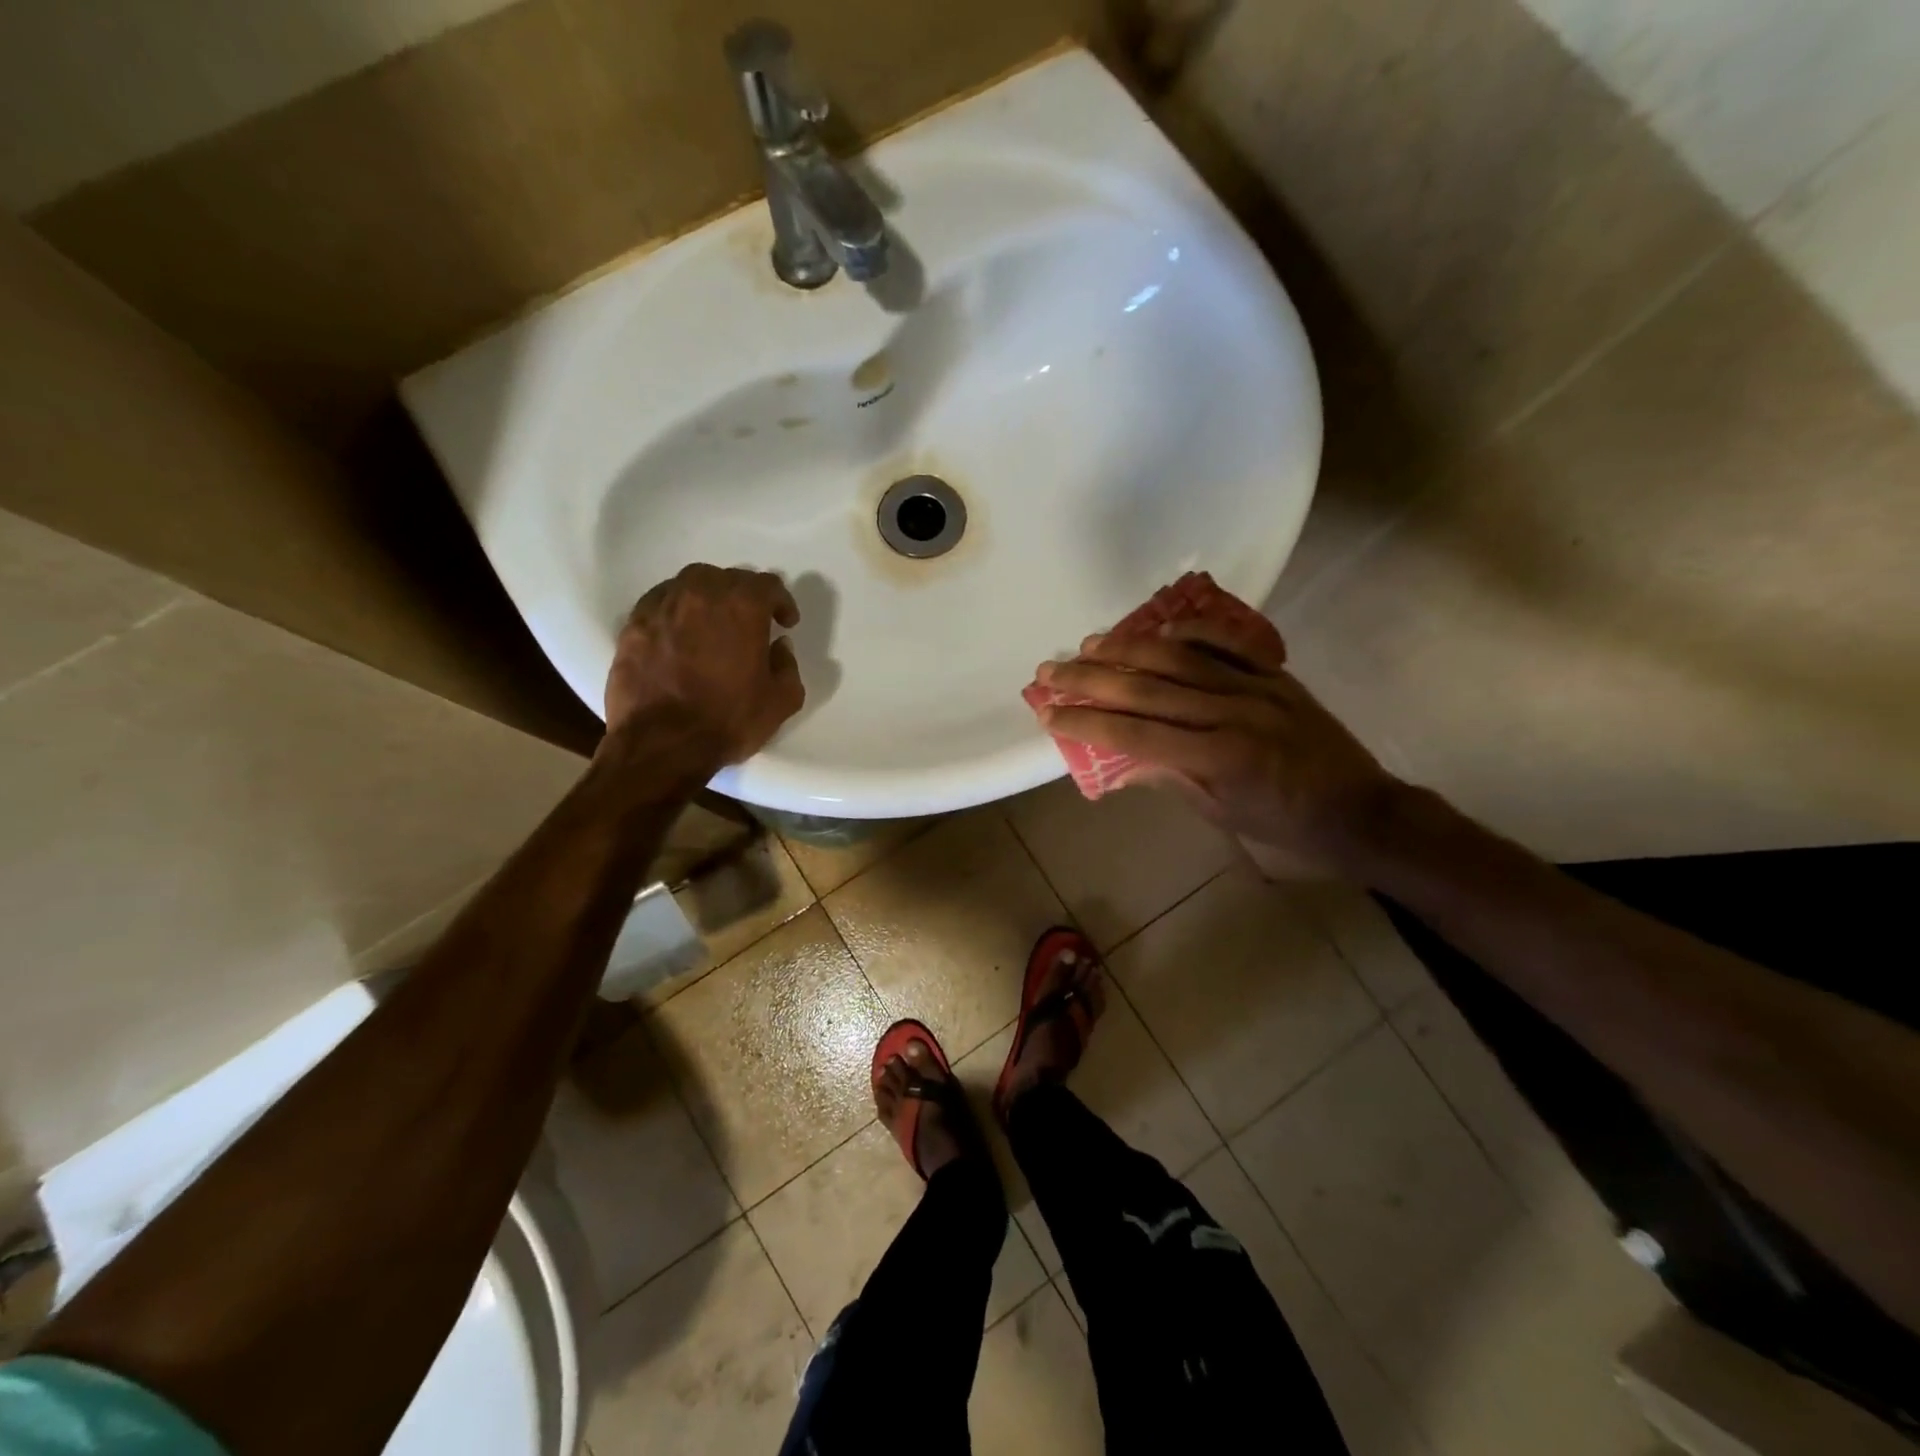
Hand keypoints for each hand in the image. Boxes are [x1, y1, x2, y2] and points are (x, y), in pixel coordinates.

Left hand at [604, 564, 803, 764]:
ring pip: (690, 583)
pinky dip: (677, 609)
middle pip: (728, 578)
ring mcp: (662, 606)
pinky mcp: (633, 625)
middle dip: (744, 596)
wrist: (661, 744)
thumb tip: (778, 647)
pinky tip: (680, 633)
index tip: (785, 623)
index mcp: (742, 607)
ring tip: (713, 623)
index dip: (781, 601)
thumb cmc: (728, 721)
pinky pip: (661, 602)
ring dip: (708, 597)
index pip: (767, 585)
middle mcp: (700, 594)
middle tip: (751, 622)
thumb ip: (787, 666)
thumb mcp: (781, 701)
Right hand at [1034, 618, 1401, 874]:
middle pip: (1145, 688)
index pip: (1133, 734)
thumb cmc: (1285, 826)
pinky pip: (1229, 642)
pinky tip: (1160, 629)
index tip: (1048, 712)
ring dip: (1128, 648)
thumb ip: (1171, 778)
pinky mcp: (1275, 674)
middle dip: (1090, 679)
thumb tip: (1123, 756)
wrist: (1361, 810)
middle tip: (1050, 670)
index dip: (1085, 722)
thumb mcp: (1221, 815)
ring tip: (1089, 644)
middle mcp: (1230, 714)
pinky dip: (1193, 630)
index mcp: (1215, 759)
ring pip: (1179, 656)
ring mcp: (1255, 687)